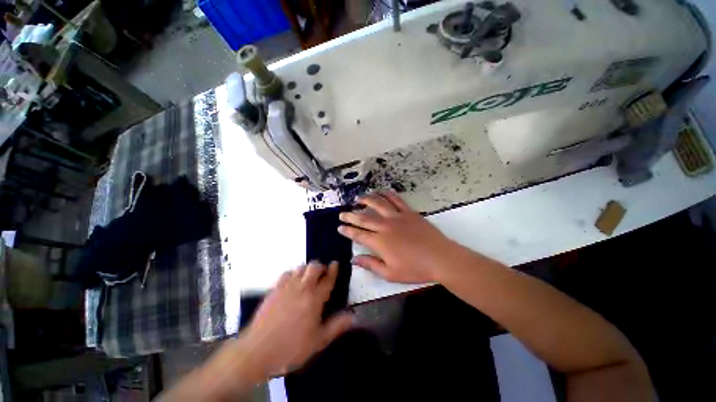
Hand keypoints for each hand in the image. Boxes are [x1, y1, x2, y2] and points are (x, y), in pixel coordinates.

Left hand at [240, 261, 353, 376]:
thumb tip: (354, 316)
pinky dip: (292, 273)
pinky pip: (286, 273)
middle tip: (322, 274)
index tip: (335, 263)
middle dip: (320, 266)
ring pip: (300, 267)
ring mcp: (287, 287)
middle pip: (314, 267)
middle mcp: (302, 288)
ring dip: (307, 269)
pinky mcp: (274, 289)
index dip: (333, 269)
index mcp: (315, 299)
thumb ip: (336, 326)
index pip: (328, 279)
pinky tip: (292, 282)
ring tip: (308, 278)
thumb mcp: (318, 342)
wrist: (257, 351)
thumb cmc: (291, 348)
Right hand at [338, 191, 458, 282]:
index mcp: (380, 242)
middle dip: (350, 215)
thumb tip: (354, 259)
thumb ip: (370, 265)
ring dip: (366, 200)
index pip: (358, 234)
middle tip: (342, 213)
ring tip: (358, 198)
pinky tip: (381, 192)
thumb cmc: (415, 269)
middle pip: (364, 218)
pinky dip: (387, 194)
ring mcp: (397, 217)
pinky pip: (396, 200)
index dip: (347, 230)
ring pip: (378, 204)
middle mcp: (385, 226)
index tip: (339, 227)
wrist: (440, 258)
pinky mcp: (409, 212)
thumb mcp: (390, 273)